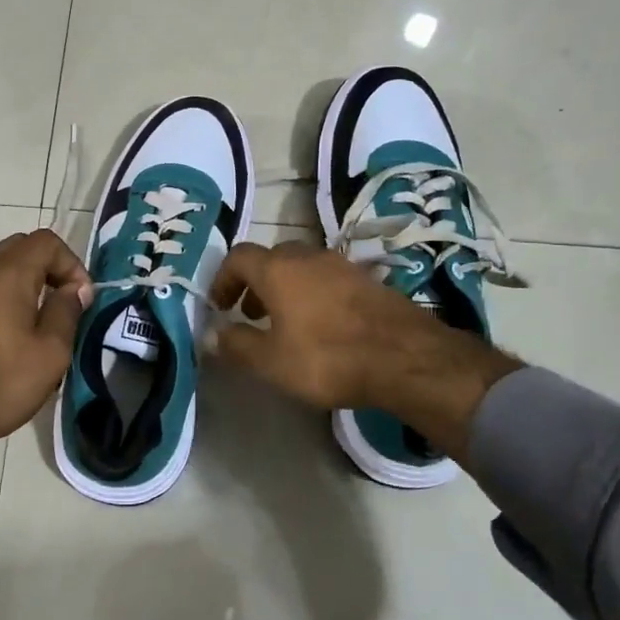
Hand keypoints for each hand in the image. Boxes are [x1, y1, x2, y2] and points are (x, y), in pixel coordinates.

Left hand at [0, 228, 91, 458]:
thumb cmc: (0, 383)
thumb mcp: (51, 352)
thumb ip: (67, 311)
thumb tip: (75, 289)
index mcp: (7, 275)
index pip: (46, 241)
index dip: (71, 263)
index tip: (81, 298)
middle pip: (21, 247)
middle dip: (50, 267)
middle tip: (65, 302)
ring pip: (1, 267)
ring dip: (27, 282)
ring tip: (42, 320)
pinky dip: (6, 295)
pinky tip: (14, 334)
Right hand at [207, 243, 521, 454]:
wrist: (406, 358)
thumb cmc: (327, 358)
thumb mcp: (271, 362)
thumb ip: (237, 345)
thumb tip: (212, 335)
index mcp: (278, 269)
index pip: (238, 257)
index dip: (223, 278)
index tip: (220, 305)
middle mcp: (308, 256)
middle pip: (272, 258)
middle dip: (255, 283)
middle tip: (250, 313)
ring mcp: (342, 265)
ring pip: (302, 267)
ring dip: (285, 289)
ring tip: (285, 323)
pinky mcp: (369, 280)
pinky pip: (328, 279)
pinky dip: (313, 294)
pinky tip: (322, 327)